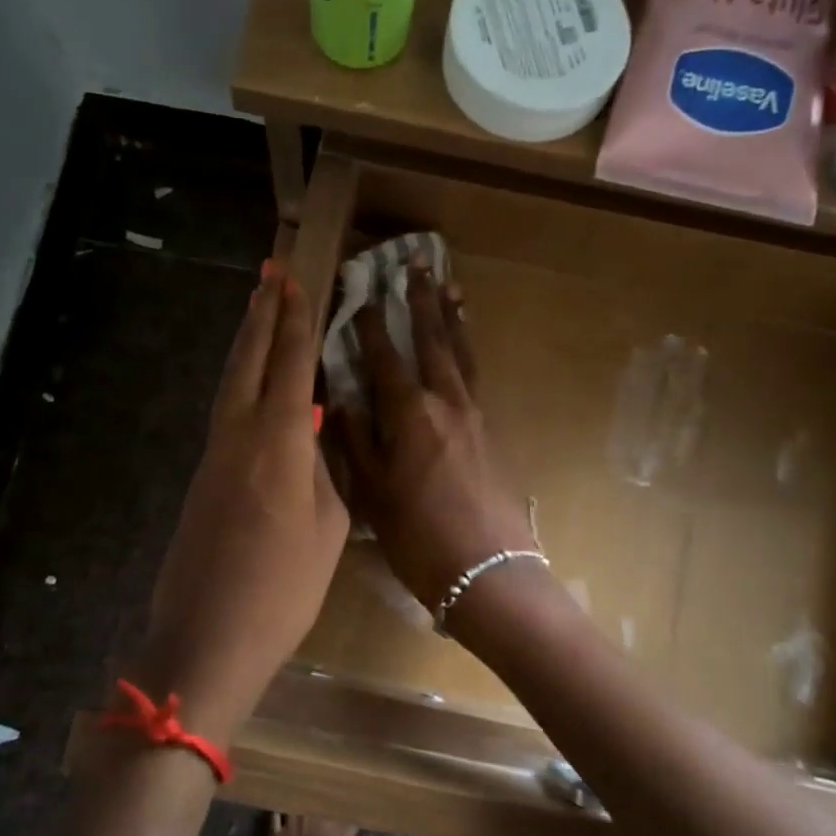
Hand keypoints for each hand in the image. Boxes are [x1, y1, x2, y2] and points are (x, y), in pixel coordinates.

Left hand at [141, 260, 349, 741]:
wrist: (208, 638)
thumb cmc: (283, 589)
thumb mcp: (327, 528)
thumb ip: (322, 471)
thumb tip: (312, 437)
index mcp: (277, 442)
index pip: (288, 365)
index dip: (294, 321)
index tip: (295, 281)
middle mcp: (238, 435)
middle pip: (247, 361)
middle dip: (261, 316)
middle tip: (270, 274)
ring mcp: (214, 456)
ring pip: (230, 384)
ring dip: (246, 345)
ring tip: (259, 312)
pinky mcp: (202, 478)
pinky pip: (225, 413)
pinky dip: (240, 384)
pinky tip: (254, 385)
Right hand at [334, 263, 538, 615]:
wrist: (490, 572)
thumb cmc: (420, 538)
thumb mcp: (374, 494)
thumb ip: (356, 442)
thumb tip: (340, 400)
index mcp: (411, 415)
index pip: (385, 356)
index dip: (372, 322)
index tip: (363, 288)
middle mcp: (447, 402)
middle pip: (433, 340)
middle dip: (421, 300)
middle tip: (416, 263)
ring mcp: (477, 415)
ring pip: (462, 353)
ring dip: (453, 317)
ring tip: (450, 286)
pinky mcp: (495, 432)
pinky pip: (477, 377)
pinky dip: (468, 351)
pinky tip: (465, 348)